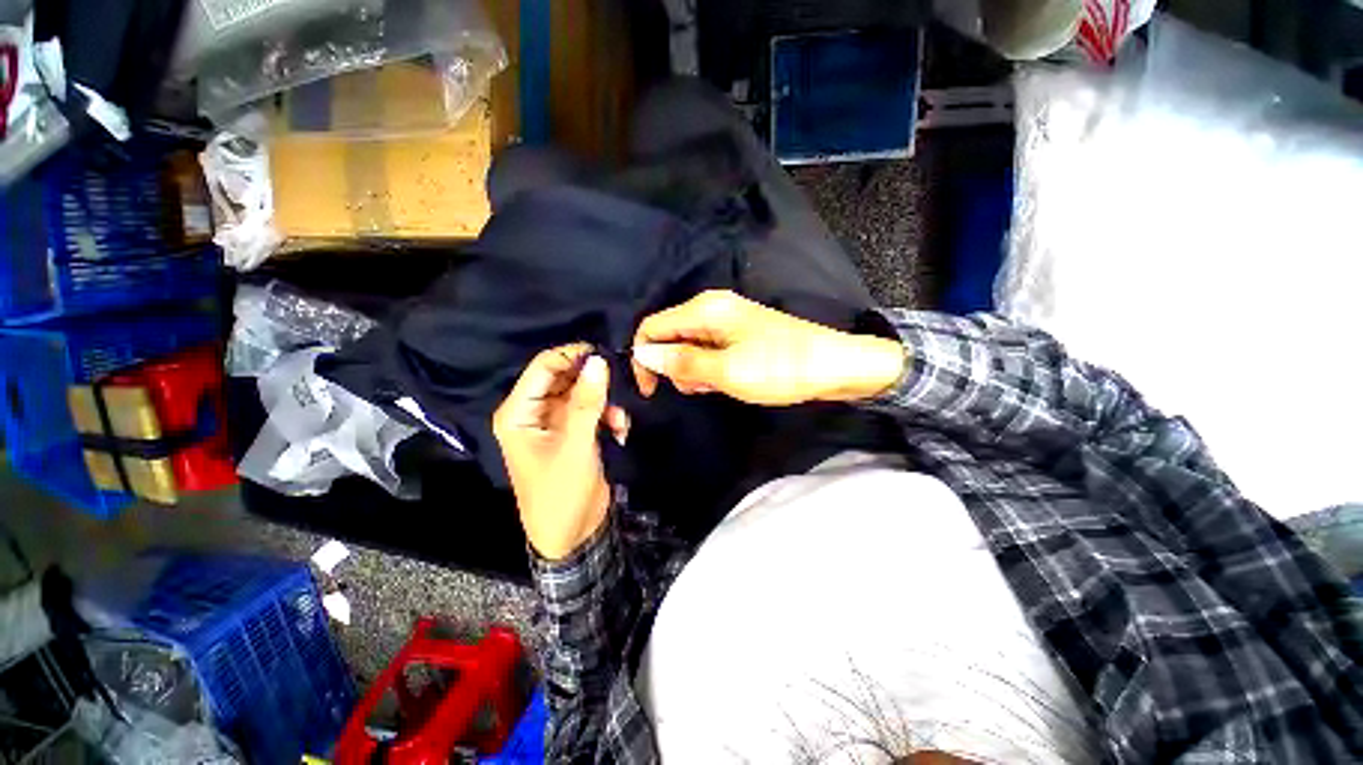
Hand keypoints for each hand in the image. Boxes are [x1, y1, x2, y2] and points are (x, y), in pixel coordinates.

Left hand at [493, 344, 629, 559]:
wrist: (573, 533)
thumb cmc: (562, 491)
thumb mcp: (575, 444)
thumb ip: (586, 401)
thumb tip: (598, 361)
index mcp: (518, 413)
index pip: (543, 368)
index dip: (572, 356)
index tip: (604, 354)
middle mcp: (534, 412)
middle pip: (564, 378)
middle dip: (593, 382)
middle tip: (618, 384)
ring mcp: (555, 422)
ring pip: (582, 393)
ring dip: (604, 402)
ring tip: (618, 420)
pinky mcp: (573, 432)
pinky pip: (591, 410)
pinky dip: (607, 416)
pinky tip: (619, 431)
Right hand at [631, 290, 904, 405]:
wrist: (835, 366)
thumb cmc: (780, 368)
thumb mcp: (726, 371)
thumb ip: (681, 361)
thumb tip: (641, 352)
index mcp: (705, 309)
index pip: (652, 327)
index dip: (644, 358)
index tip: (651, 390)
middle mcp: (712, 308)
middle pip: (670, 337)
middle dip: (674, 367)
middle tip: (699, 387)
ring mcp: (727, 321)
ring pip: (689, 347)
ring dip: (694, 371)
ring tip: (718, 385)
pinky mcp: (739, 335)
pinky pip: (710, 351)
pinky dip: (710, 369)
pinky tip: (727, 381)